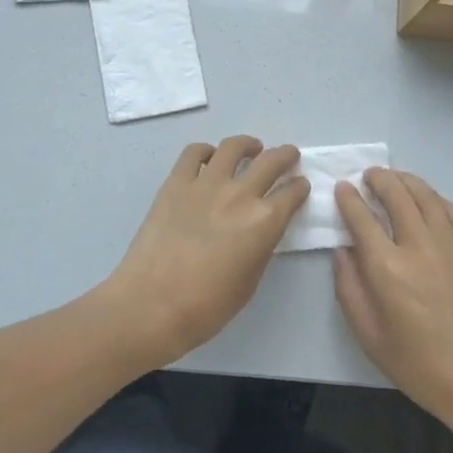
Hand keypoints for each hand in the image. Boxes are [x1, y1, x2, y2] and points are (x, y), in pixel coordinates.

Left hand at [99, 137, 309, 365]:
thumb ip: (260, 247)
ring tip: (251, 148)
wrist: (152, 304)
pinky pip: (193, 153)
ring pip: (233, 147)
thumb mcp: (250, 281)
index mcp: (264, 222)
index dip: (300, 188)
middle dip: (286, 156)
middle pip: (271, 161)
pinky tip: (209, 158)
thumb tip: (261, 230)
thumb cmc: (207, 306)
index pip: (292, 193)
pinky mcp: (175, 182)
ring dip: (248, 145)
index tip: (300, 186)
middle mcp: (240, 194)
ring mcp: (205, 183)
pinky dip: (206, 151)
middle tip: (289, 156)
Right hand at [333, 168, 452, 432]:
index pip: (362, 218)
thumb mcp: (369, 336)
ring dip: (406, 181)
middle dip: (378, 179)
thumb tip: (344, 251)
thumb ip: (349, 288)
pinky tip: (429, 200)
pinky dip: (436, 198)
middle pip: (396, 195)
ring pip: (426, 196)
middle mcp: (418, 246)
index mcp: (387, 268)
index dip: (349, 199)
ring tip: (394, 178)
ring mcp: (451, 245)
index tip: (342, 188)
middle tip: (368, 175)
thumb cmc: (421, 366)